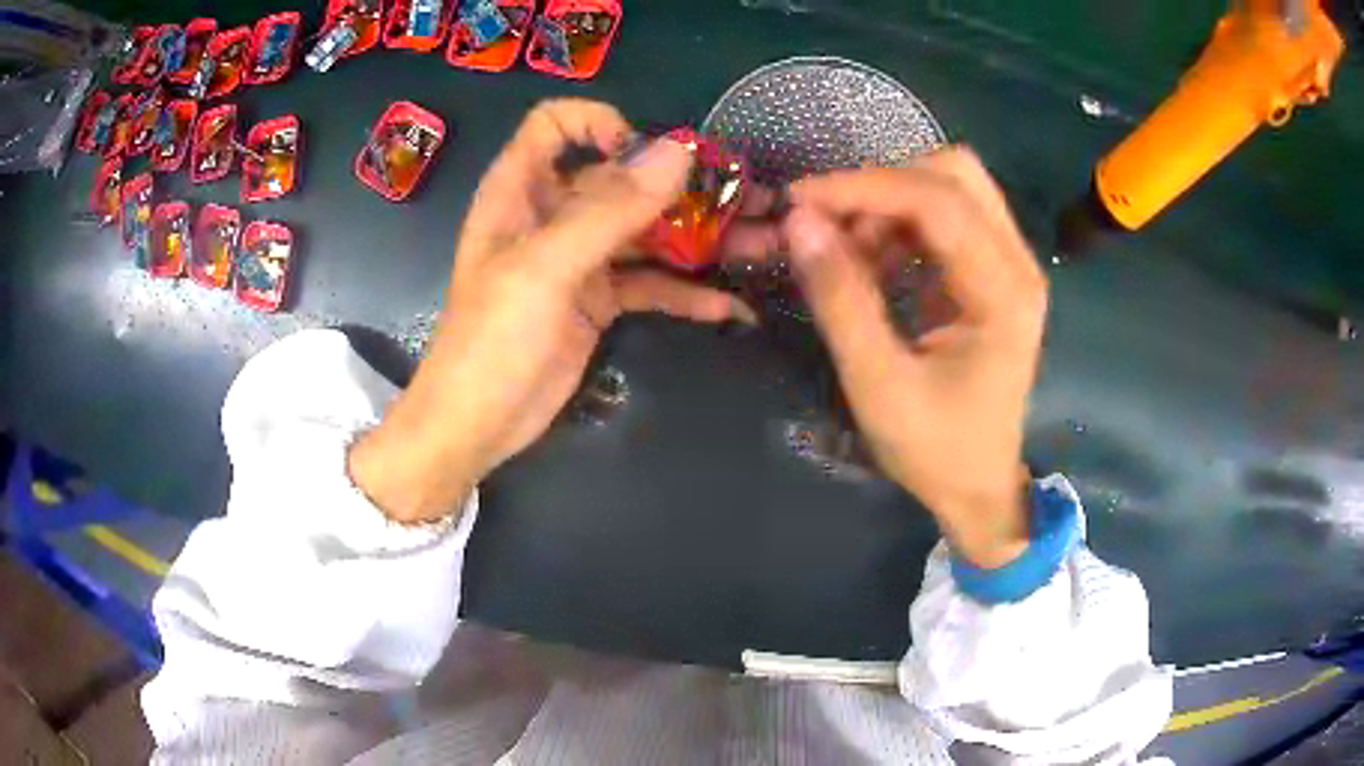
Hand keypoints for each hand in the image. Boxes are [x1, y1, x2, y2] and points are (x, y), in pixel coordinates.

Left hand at [350, 100, 753, 522]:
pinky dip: (686, 293)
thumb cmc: (492, 339)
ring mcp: (579, 257)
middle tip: (743, 199)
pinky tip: (729, 307)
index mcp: (521, 189)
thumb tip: (679, 151)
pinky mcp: (599, 299)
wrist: (478, 424)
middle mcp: (552, 213)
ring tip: (755, 246)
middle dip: (678, 186)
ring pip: (643, 230)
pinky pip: (650, 283)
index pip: (555, 125)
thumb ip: (611, 209)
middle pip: (618, 177)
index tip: (649, 154)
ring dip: (696, 239)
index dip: (600, 125)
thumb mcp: (546, 268)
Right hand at [771, 149, 1046, 566]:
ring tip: (848, 252)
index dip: (865, 187)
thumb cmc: (936, 449)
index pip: (939, 201)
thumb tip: (799, 222)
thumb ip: (840, 299)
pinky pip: (946, 216)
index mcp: (1004, 292)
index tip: (800, 200)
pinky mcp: (992, 272)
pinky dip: (900, 224)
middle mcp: (1017, 263)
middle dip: (883, 185)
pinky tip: (873, 262)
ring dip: (889, 203)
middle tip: (831, 223)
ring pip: (950, 187)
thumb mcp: (878, 384)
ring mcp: (1009, 264)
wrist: (978, 488)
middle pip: (955, 173)